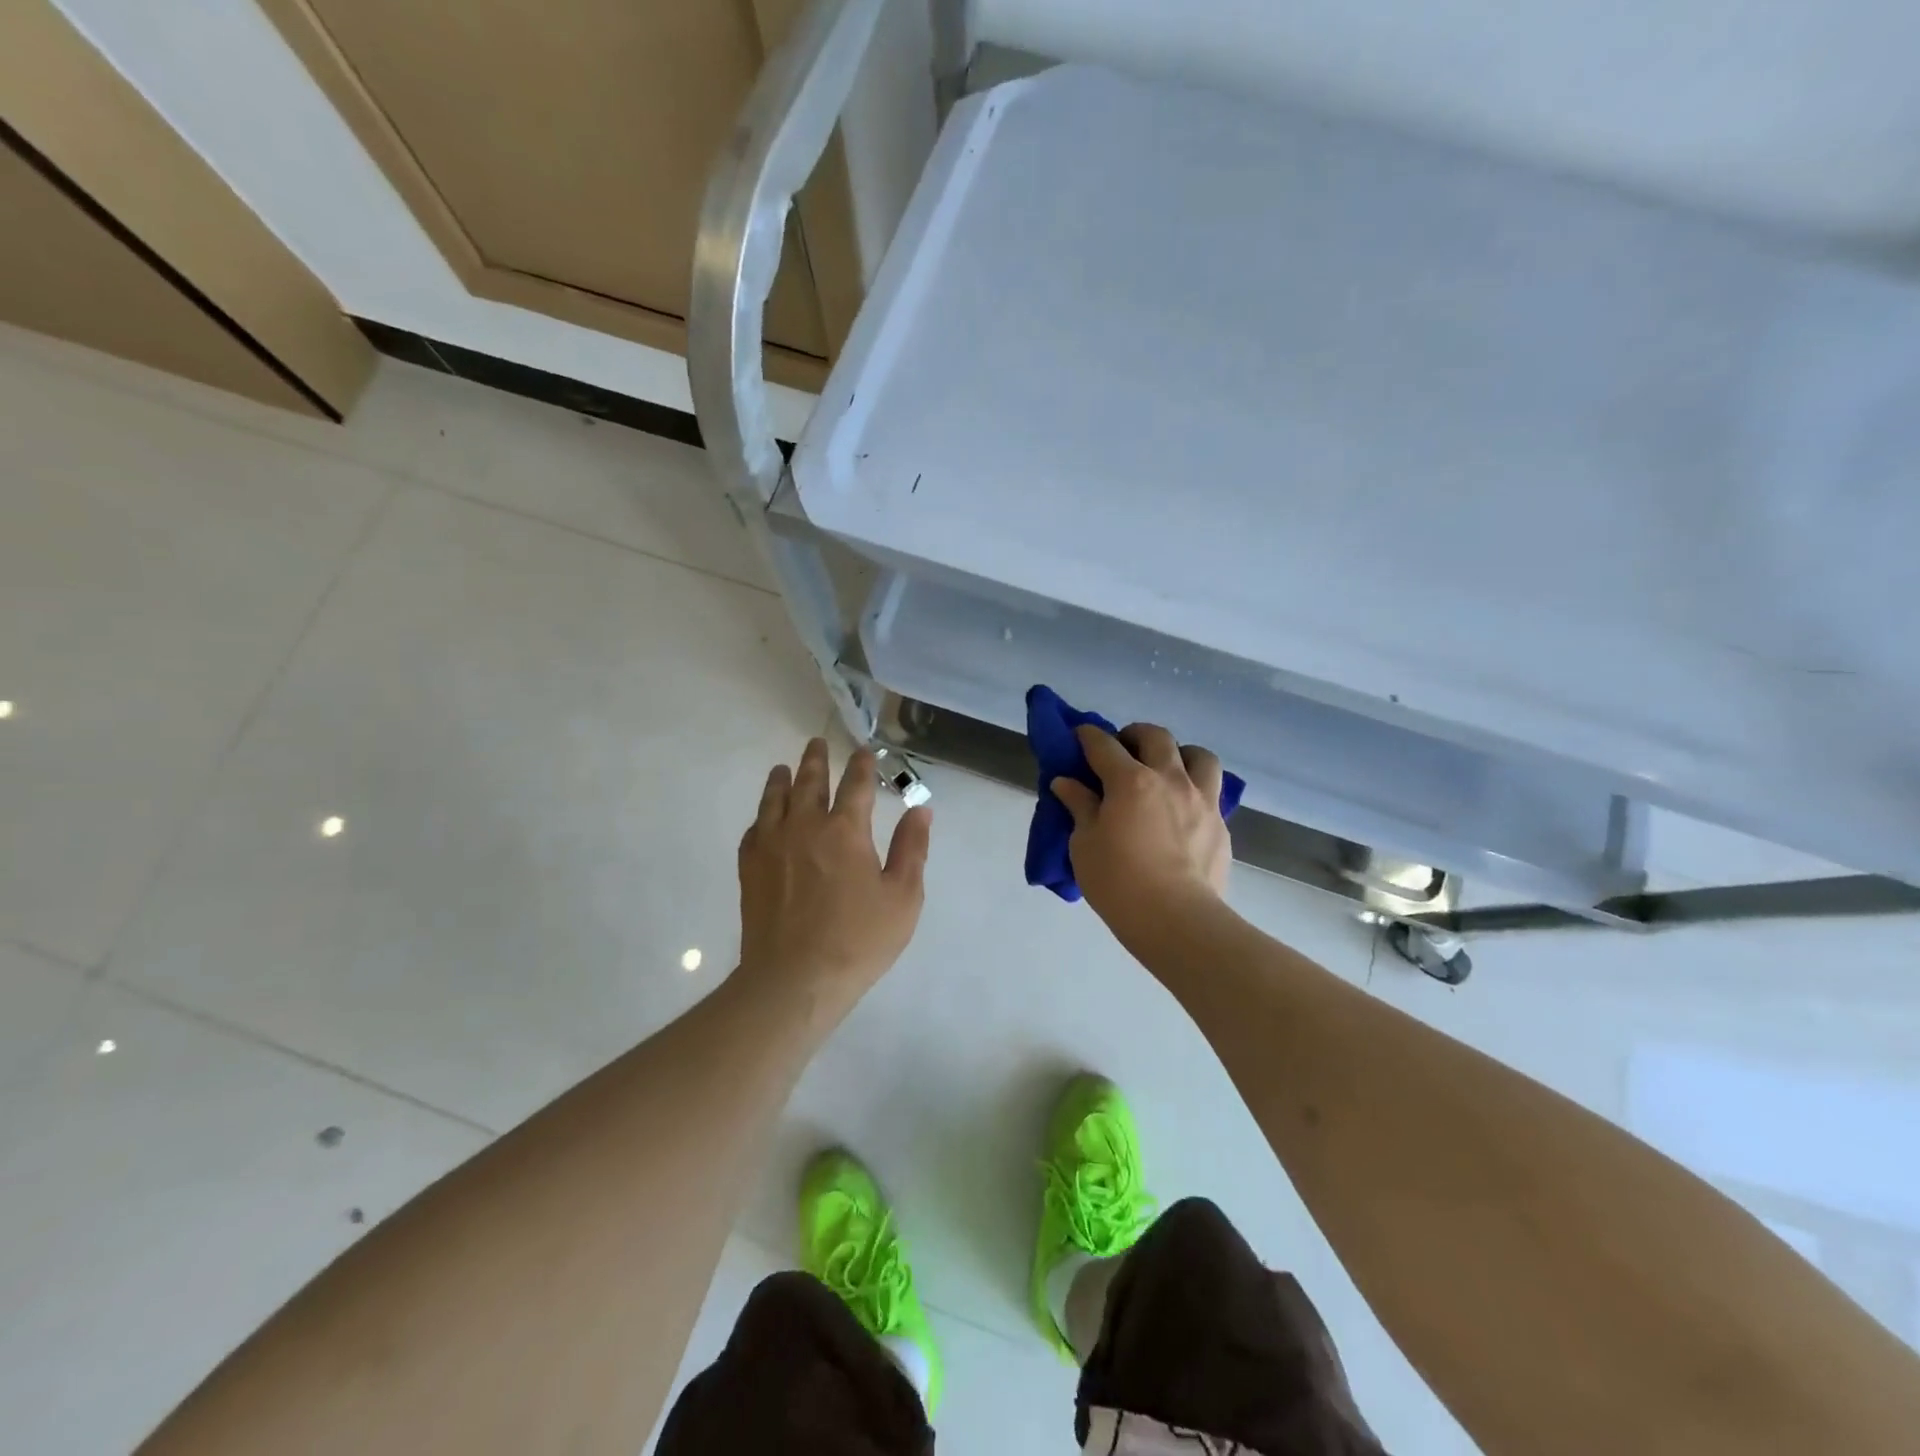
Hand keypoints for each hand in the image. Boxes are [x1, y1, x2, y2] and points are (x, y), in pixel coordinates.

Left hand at [736, 739, 931, 1016]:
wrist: (794, 979)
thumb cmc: (858, 940)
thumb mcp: (903, 897)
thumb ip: (911, 849)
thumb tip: (921, 810)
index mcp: (846, 830)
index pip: (856, 784)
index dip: (862, 764)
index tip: (865, 751)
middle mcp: (805, 826)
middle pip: (810, 781)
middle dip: (816, 759)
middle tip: (817, 743)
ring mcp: (772, 845)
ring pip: (775, 799)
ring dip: (782, 779)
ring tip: (784, 768)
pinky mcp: (750, 867)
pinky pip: (754, 828)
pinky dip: (762, 814)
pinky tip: (764, 816)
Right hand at [1051, 722, 1230, 928]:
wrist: (1176, 920)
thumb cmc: (1118, 882)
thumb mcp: (1085, 844)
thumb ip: (1080, 807)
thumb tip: (1066, 783)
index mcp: (1130, 781)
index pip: (1104, 745)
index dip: (1088, 736)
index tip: (1080, 735)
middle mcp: (1170, 779)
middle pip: (1156, 737)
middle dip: (1135, 735)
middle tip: (1122, 749)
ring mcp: (1201, 800)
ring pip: (1199, 756)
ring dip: (1180, 754)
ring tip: (1167, 770)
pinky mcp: (1220, 825)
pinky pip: (1212, 792)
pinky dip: (1195, 790)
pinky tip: (1183, 811)